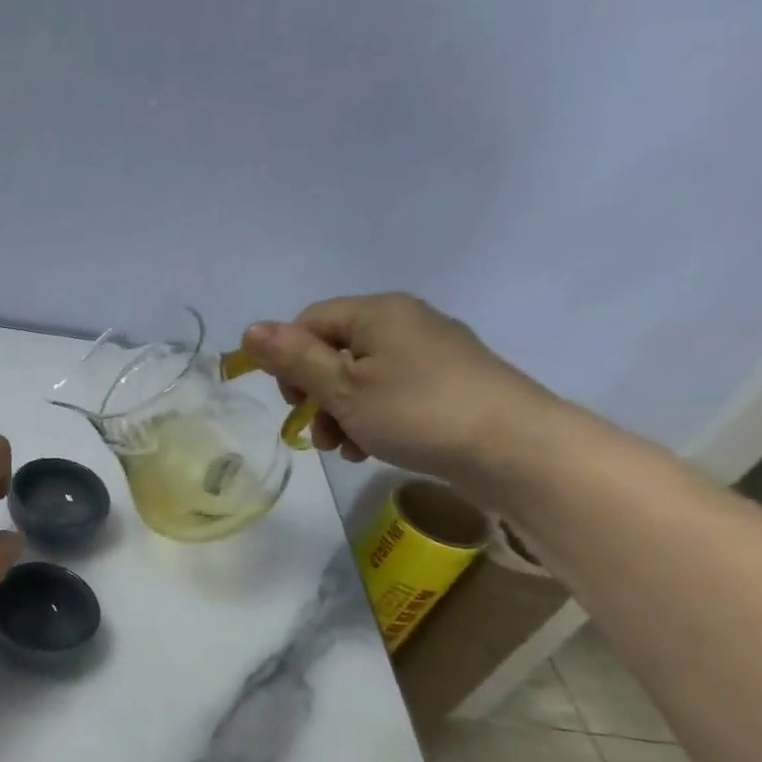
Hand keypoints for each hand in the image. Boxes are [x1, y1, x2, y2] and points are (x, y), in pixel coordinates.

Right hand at [239, 292, 562, 493]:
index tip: (291, 403)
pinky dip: (370, 418)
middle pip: (334, 351)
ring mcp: (430, 352)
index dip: (288, 360)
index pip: (309, 321)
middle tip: (314, 431)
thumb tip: (250, 329)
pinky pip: (390, 393)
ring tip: (342, 448)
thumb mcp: (342, 388)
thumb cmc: (415, 412)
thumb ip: (294, 359)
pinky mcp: (446, 382)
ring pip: (360, 377)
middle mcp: (404, 321)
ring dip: (339, 414)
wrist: (511, 447)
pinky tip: (369, 449)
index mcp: (377, 313)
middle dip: (314, 394)